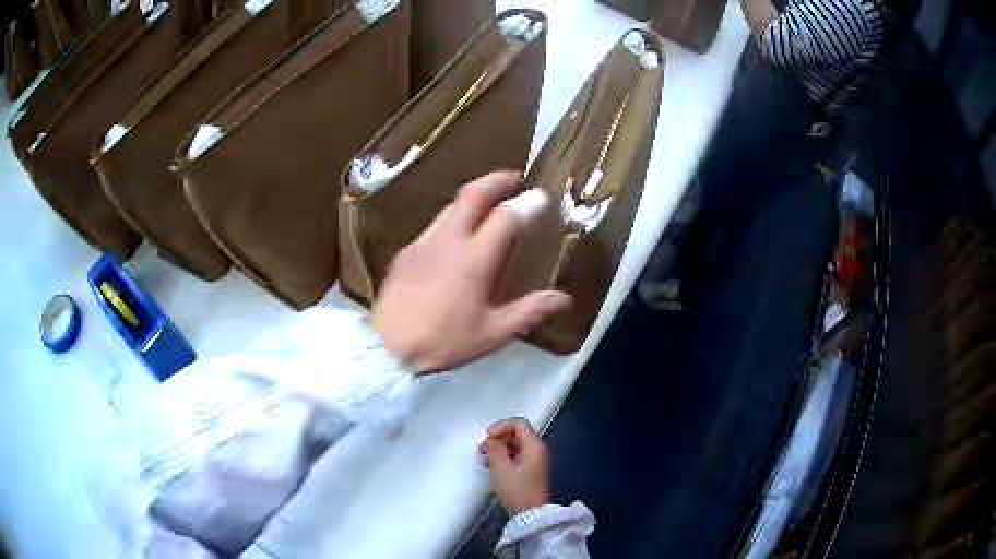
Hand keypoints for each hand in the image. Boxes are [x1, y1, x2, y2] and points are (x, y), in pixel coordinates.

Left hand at [371, 170, 571, 372]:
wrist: (386, 348)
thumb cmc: (444, 342)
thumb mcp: (493, 333)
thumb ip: (529, 311)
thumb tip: (563, 299)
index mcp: (474, 259)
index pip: (506, 217)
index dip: (528, 204)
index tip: (542, 197)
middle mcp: (448, 241)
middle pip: (472, 194)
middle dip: (496, 180)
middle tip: (514, 179)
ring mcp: (423, 243)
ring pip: (450, 207)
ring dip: (473, 199)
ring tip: (488, 205)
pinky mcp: (406, 252)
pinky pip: (434, 226)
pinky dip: (453, 220)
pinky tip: (456, 238)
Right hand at [479, 418, 550, 514]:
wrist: (531, 514)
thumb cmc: (517, 490)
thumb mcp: (501, 468)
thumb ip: (494, 449)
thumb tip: (492, 440)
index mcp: (534, 446)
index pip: (519, 424)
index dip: (501, 427)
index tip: (487, 437)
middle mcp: (538, 450)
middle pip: (518, 434)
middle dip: (499, 439)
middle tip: (482, 449)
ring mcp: (537, 461)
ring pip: (517, 446)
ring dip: (500, 449)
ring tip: (485, 459)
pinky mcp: (533, 471)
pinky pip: (518, 456)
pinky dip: (505, 457)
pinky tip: (494, 467)